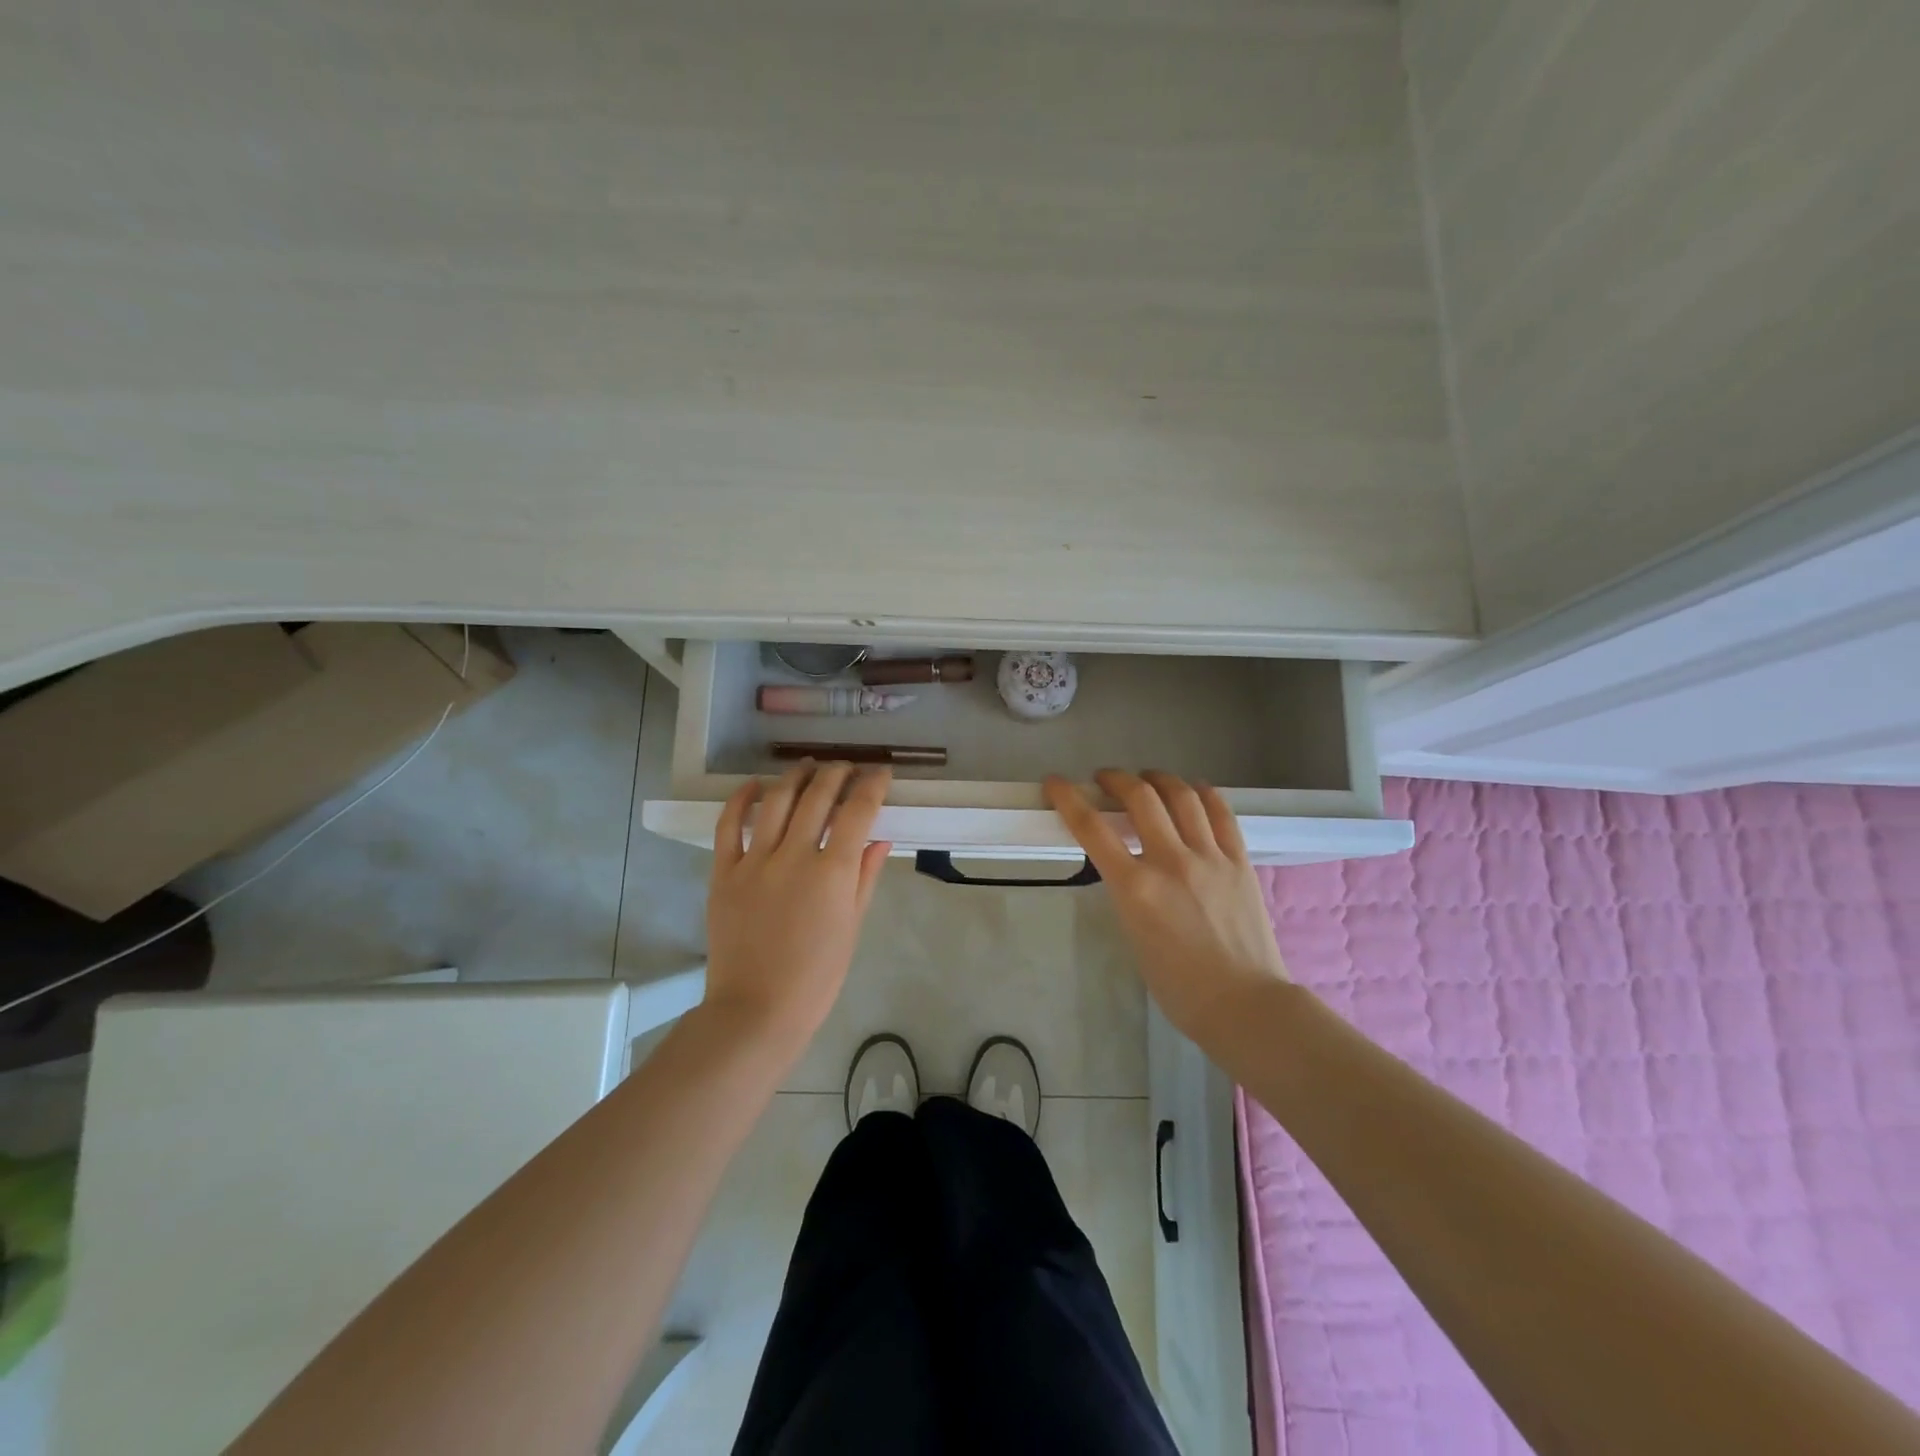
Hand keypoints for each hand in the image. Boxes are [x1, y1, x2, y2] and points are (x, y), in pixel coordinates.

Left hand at [705, 762, 892, 1051]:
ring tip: (809, 766)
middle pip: (818, 796)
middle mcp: (794, 856)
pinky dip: (741, 799)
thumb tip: (879, 839)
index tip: (880, 773)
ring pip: (776, 800)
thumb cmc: (816, 977)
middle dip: (837, 773)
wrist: (756, 1010)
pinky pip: (729, 824)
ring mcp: (755, 861)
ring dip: (796, 776)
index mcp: (833, 872)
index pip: (858, 811)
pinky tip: (755, 784)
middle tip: (847, 767)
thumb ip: (865, 877)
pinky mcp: (724, 872)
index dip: (873, 785)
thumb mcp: (852, 927)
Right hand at [1045, 769, 1289, 1041]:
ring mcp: (1209, 857)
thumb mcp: (1134, 934)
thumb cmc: (1178, 985)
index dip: (1068, 799)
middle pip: (1140, 797)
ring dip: (1159, 779)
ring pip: (1182, 796)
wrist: (1243, 1003)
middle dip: (1116, 779)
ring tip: (1148, 779)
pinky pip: (1221, 813)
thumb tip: (1129, 865)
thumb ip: (1128, 892)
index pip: (1092, 828)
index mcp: (1136, 888)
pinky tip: (1193, 790)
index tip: (1056, 783)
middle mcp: (1171, 862)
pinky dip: (1202, 793)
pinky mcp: (1239, 861)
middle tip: (1106, 779)